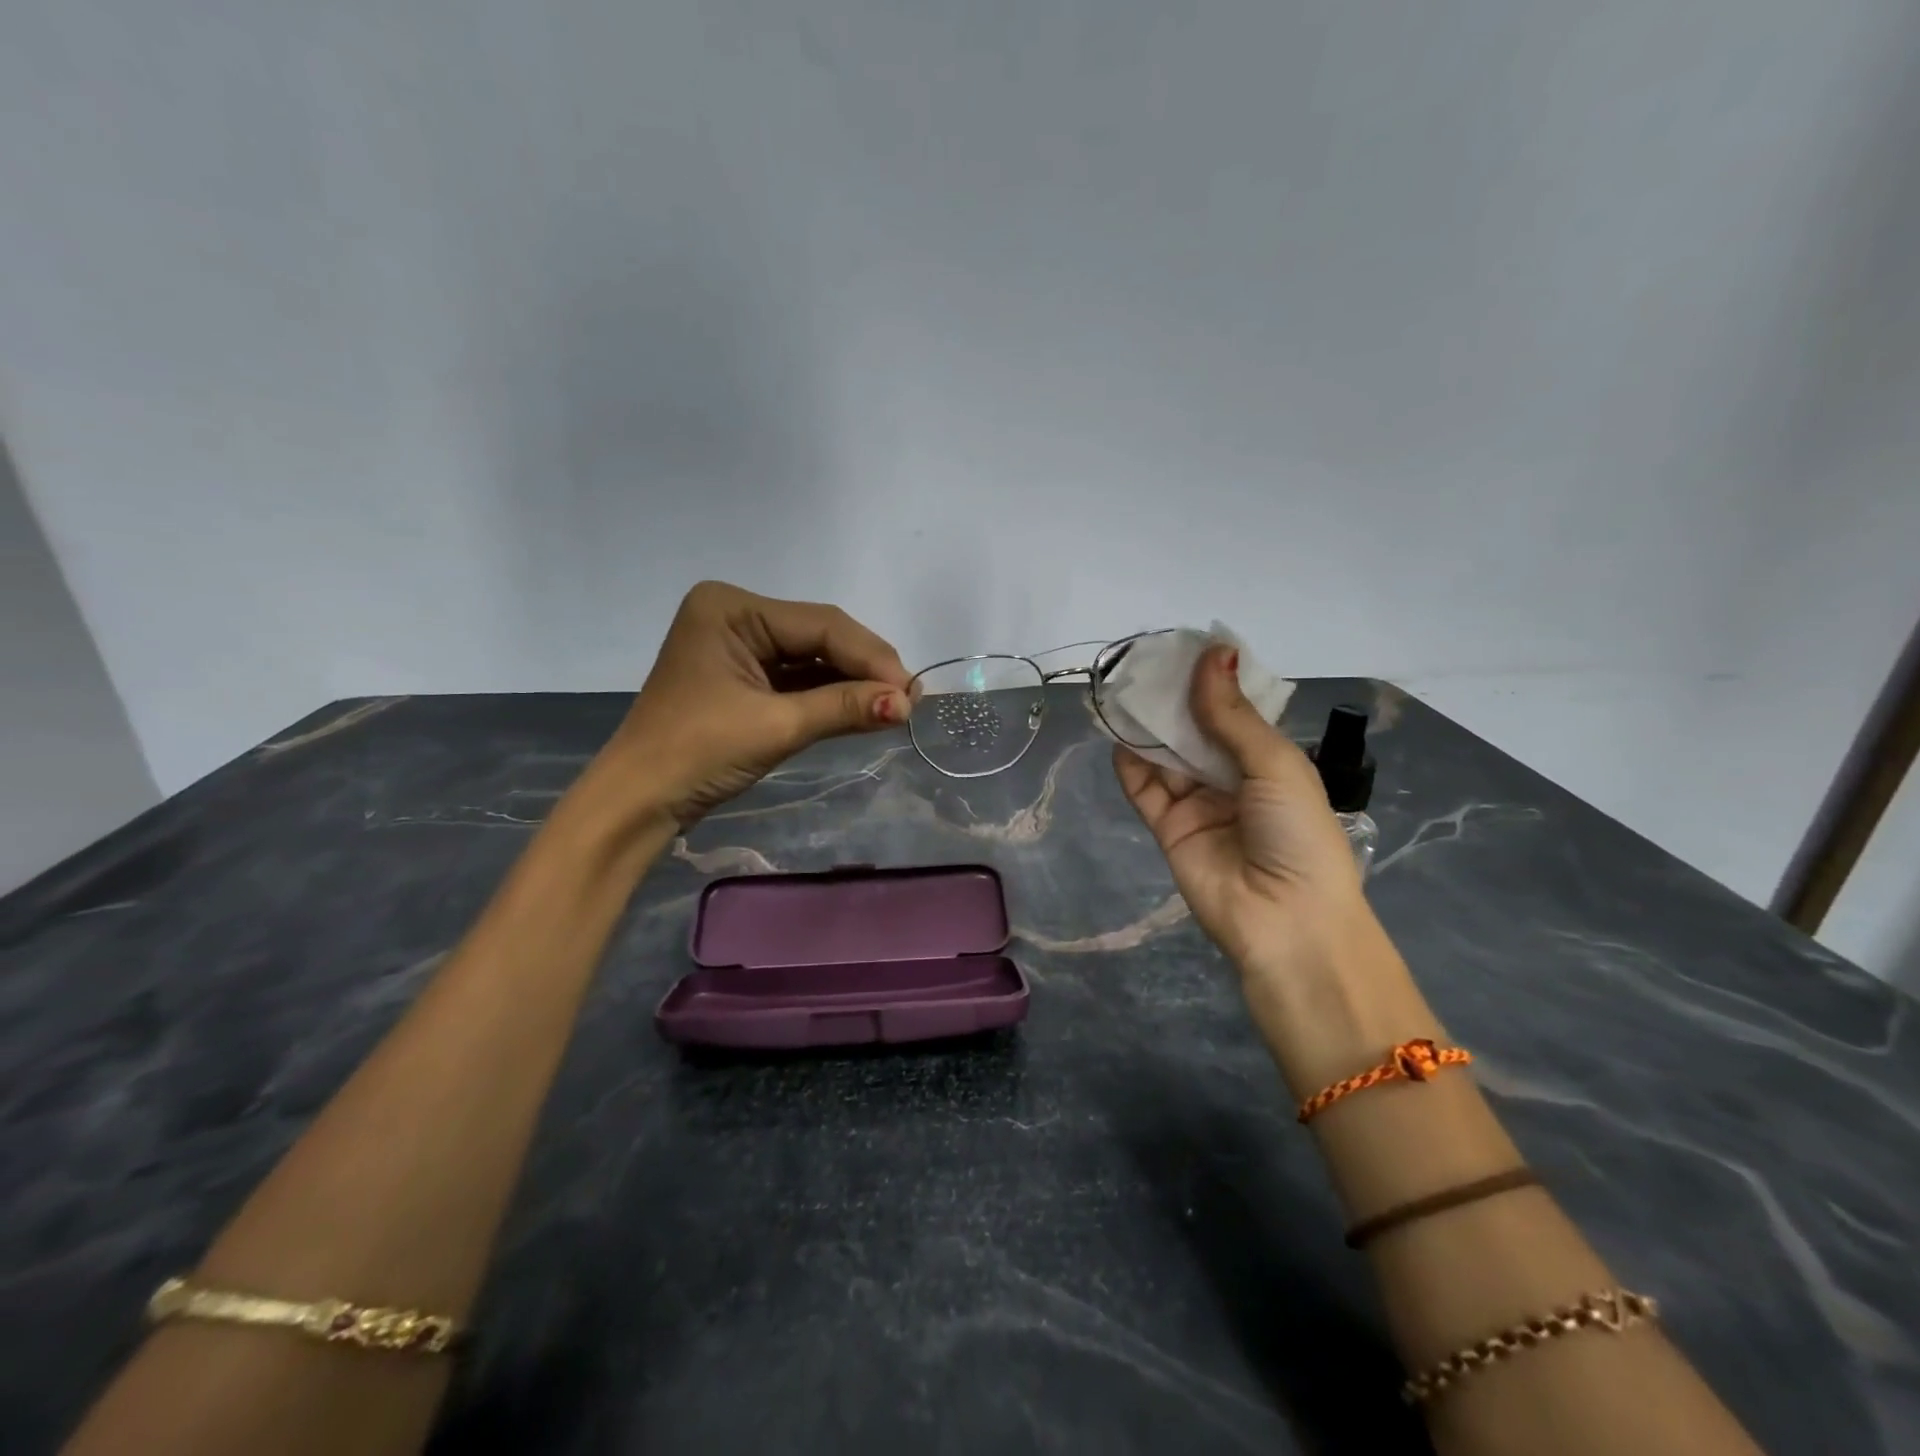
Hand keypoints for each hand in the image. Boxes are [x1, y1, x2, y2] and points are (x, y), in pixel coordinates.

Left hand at [594, 581, 911, 827]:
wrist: (639, 802)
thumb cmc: (697, 754)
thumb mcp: (776, 726)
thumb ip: (844, 707)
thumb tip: (908, 703)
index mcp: (731, 608)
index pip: (820, 624)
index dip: (871, 657)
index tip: (912, 690)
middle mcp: (736, 615)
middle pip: (819, 637)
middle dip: (864, 669)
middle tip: (909, 700)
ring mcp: (739, 646)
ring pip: (812, 658)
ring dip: (852, 683)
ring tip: (896, 706)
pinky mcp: (744, 677)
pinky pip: (797, 679)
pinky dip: (829, 696)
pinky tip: (864, 708)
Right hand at [1115, 644, 1385, 987]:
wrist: (1286, 921)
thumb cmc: (1297, 834)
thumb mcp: (1274, 765)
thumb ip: (1232, 715)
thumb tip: (1214, 652)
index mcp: (1268, 761)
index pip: (1233, 712)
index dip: (1211, 682)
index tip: (1183, 648)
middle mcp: (1231, 778)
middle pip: (1194, 731)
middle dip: (1173, 701)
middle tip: (1144, 665)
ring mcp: (1197, 804)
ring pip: (1166, 756)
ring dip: (1148, 728)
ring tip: (1124, 692)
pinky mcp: (1168, 829)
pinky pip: (1144, 790)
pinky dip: (1130, 765)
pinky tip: (1118, 737)